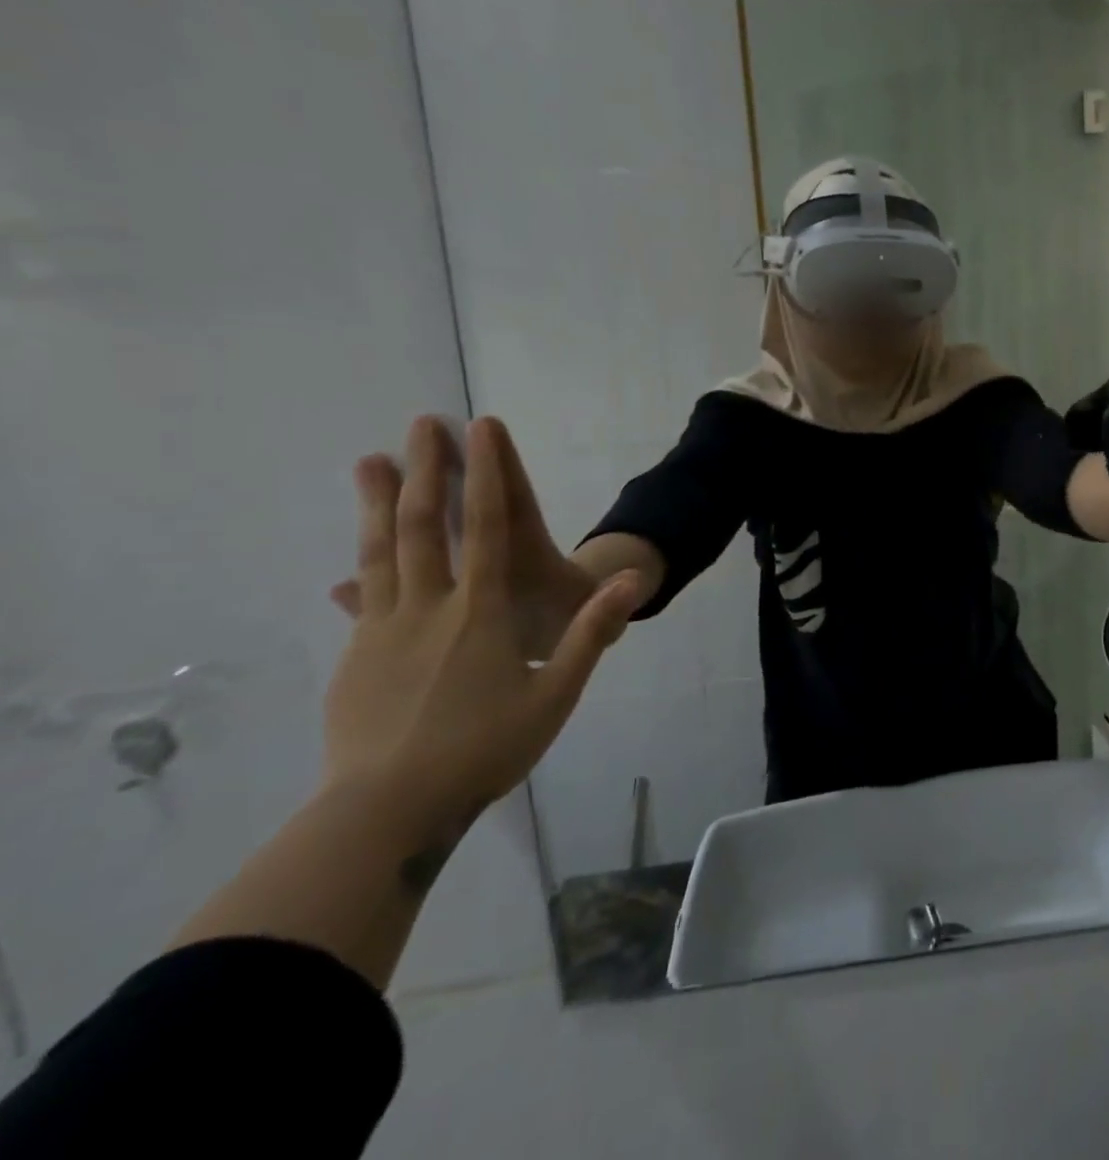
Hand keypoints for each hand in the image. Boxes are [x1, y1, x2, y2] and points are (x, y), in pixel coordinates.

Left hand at [324, 416, 643, 814]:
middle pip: (422, 525)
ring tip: (369, 462)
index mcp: (479, 612)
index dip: (485, 473)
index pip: (485, 527)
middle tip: (420, 424)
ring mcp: (383, 629)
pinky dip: (359, 567)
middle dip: (425, 470)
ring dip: (376, 502)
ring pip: (380, 551)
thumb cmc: (484, 749)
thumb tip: (635, 581)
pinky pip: (361, 597)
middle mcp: (429, 606)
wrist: (386, 811)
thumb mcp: (556, 694)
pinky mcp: (356, 656)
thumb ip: (591, 632)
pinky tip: (347, 564)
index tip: (480, 428)